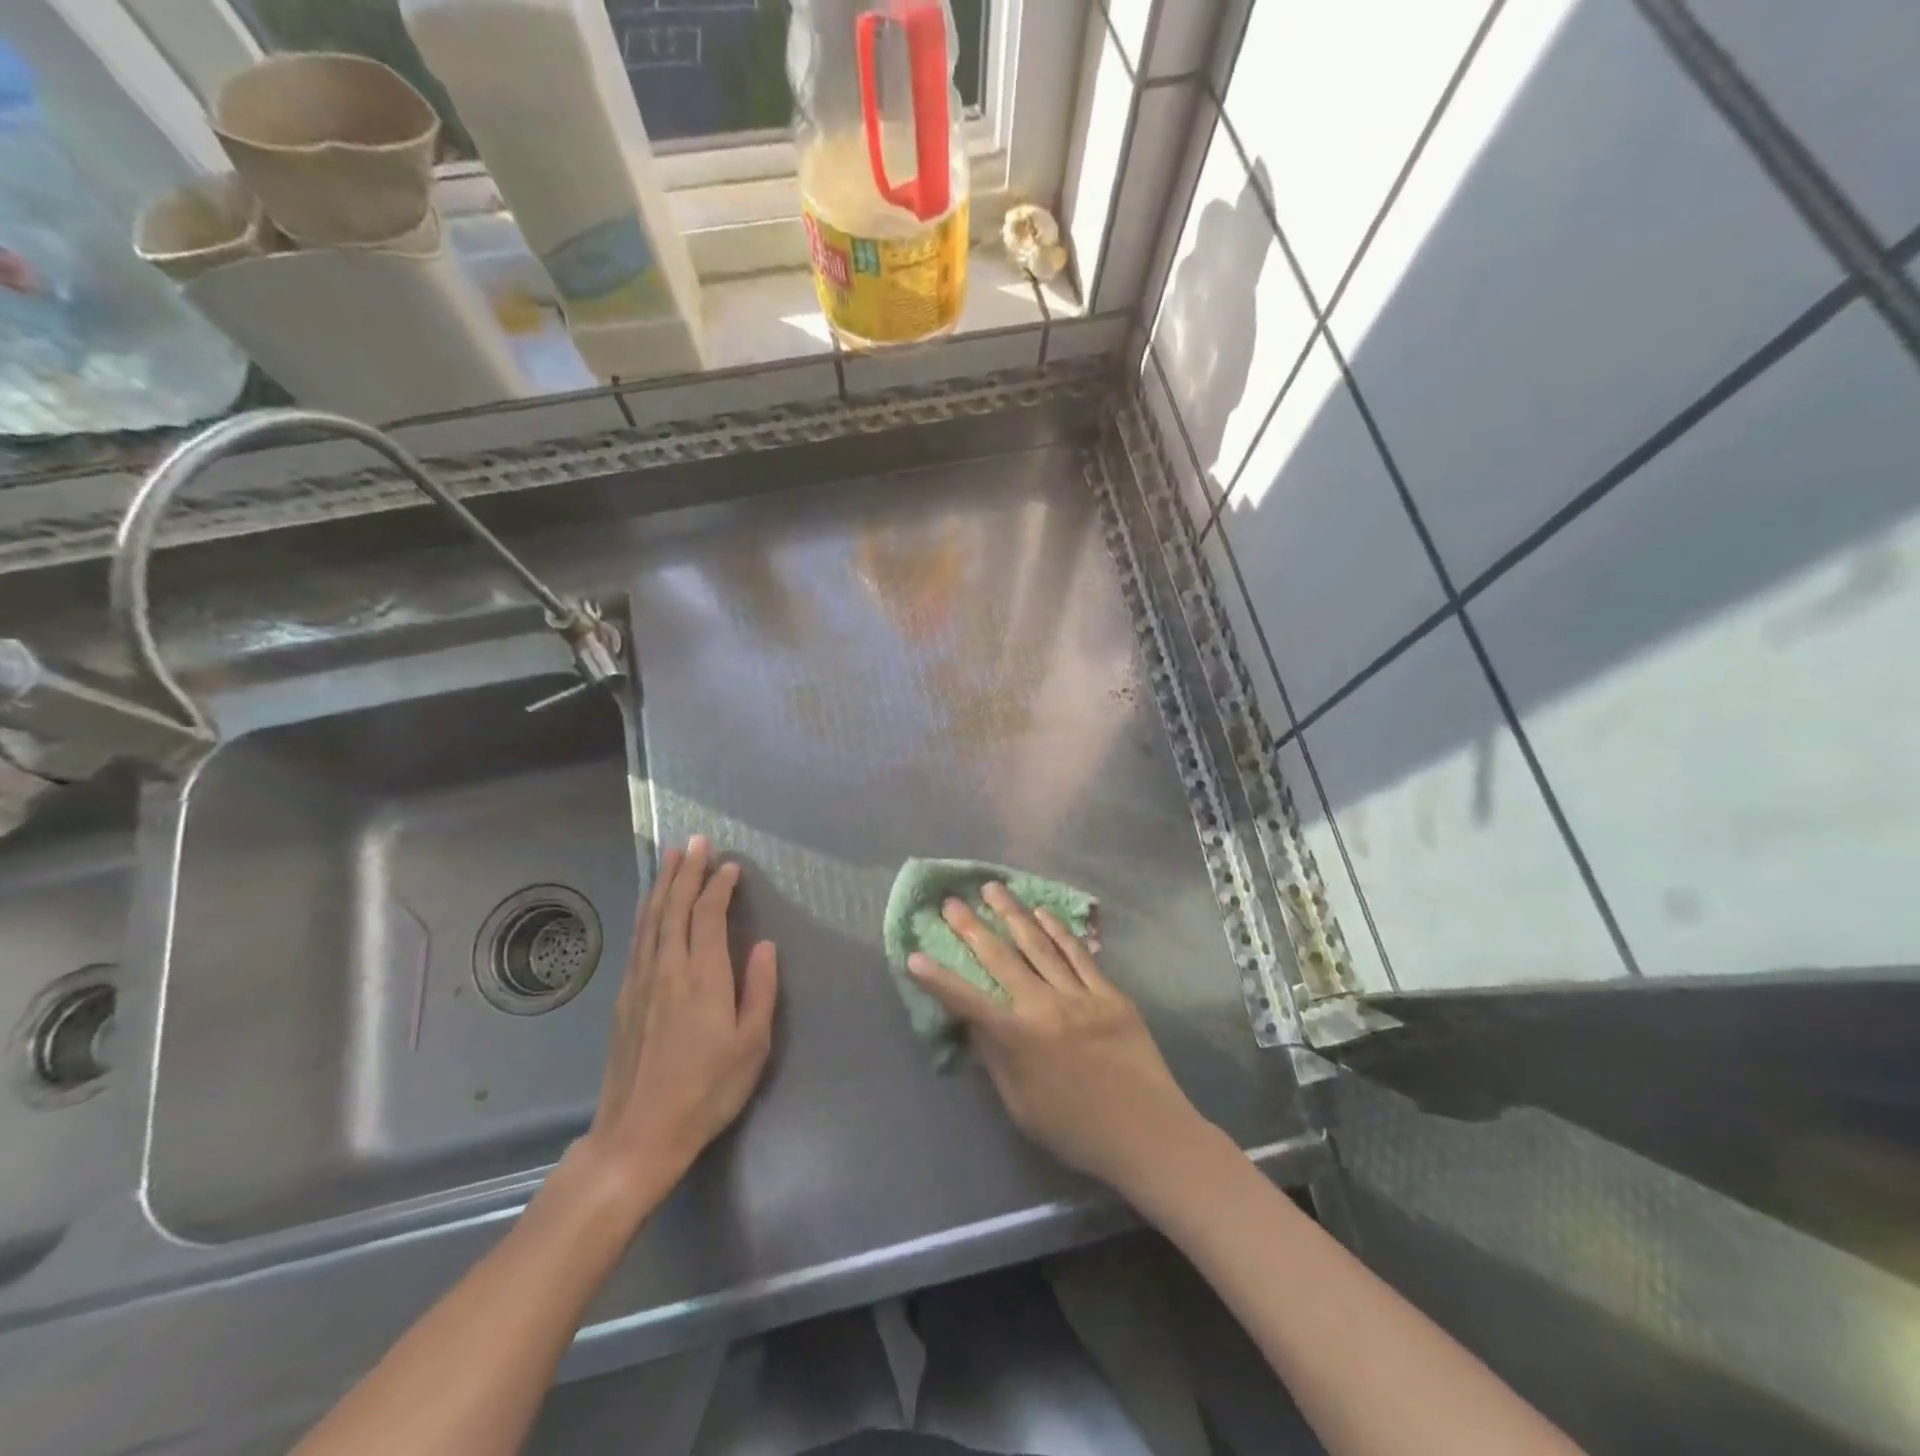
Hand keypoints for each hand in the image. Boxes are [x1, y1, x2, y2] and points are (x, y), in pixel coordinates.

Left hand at [578, 837, 778, 1200]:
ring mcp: (640, 981)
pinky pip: (637, 938)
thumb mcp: (752, 1045)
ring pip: (650, 919)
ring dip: (662, 884)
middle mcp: (667, 968)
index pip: (709, 915)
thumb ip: (761, 990)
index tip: (730, 866)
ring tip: (671, 858)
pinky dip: (647, 912)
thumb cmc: (707, 1090)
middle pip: (674, 907)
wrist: (639, 1133)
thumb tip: (764, 945)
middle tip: (696, 842)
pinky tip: (650, 906)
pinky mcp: (624, 997)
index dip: (719, 885)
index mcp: (702, 977)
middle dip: (686, 871)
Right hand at [908, 883, 1202, 1192]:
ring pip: (1039, 945)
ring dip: (1013, 914)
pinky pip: (1079, 954)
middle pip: (1001, 958)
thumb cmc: (1076, 1131)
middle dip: (971, 928)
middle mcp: (1044, 1007)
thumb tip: (974, 1025)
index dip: (937, 979)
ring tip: (993, 889)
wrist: (1148, 1133)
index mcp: (1018, 1039)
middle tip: (951, 902)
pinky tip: (1043, 912)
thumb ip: (996, 1060)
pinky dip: (1059, 930)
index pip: (967, 1001)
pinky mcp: (1109, 993)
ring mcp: (1080, 995)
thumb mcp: (1021, 1106)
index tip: (915, 955)